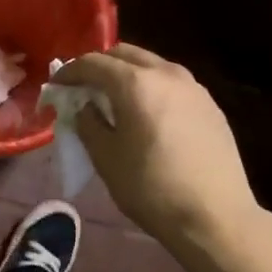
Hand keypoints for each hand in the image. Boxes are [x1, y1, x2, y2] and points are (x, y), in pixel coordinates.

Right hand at [55, 44, 258, 253]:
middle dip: (99, 66)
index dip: (69, 72)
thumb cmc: (151, 188)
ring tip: (114, 100)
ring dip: (127, 74)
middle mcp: (166, 73)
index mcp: (135, 83)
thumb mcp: (106, 158)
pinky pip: (171, 84)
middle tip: (83, 89)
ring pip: (151, 65)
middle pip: (124, 54)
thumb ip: (88, 123)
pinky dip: (151, 88)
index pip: (93, 63)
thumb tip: (86, 106)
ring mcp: (193, 87)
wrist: (215, 216)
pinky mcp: (210, 105)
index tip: (56, 87)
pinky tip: (147, 114)